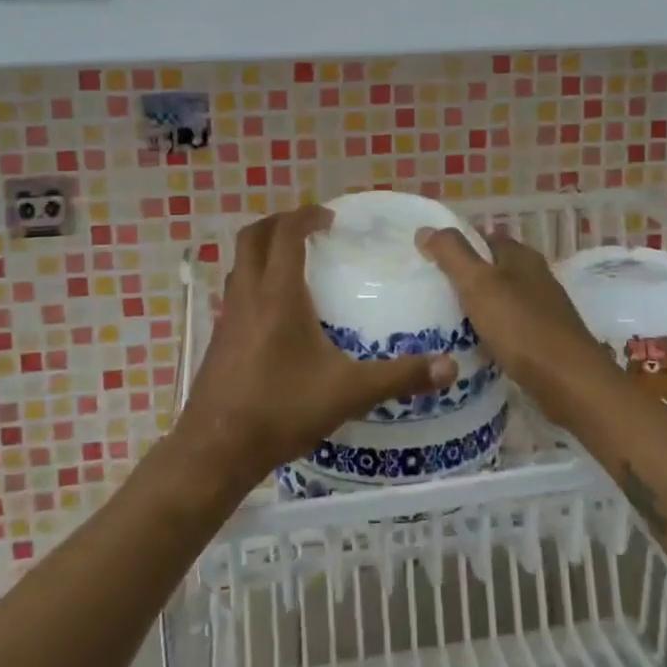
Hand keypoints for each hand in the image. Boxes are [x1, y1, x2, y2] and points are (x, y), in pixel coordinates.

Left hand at [173, 207, 459, 488]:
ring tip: (295, 263)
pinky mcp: (219, 338)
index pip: (286, 234)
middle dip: (280, 223)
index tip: (330, 217)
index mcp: (278, 295)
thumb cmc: (281, 410)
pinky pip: (235, 290)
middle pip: (253, 237)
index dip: (306, 216)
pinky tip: (277, 312)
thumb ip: (400, 376)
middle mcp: (248, 295)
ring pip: (240, 263)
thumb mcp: (349, 393)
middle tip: (310, 230)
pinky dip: (255, 280)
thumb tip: (450, 367)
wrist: (216, 450)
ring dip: (263, 250)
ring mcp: (228, 316)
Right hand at [414, 226, 614, 422]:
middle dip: (465, 278)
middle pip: (492, 268)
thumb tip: (425, 229)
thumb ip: (451, 253)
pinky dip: (491, 332)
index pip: (484, 237)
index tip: (428, 261)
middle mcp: (535, 276)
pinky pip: (509, 327)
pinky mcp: (545, 339)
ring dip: (477, 307)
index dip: (457, 245)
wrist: (570, 382)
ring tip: (444, 321)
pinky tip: (474, 347)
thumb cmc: (521, 326)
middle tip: (431, 293)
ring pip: (501, 299)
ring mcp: (543, 309)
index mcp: (521, 255)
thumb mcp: (478, 283)